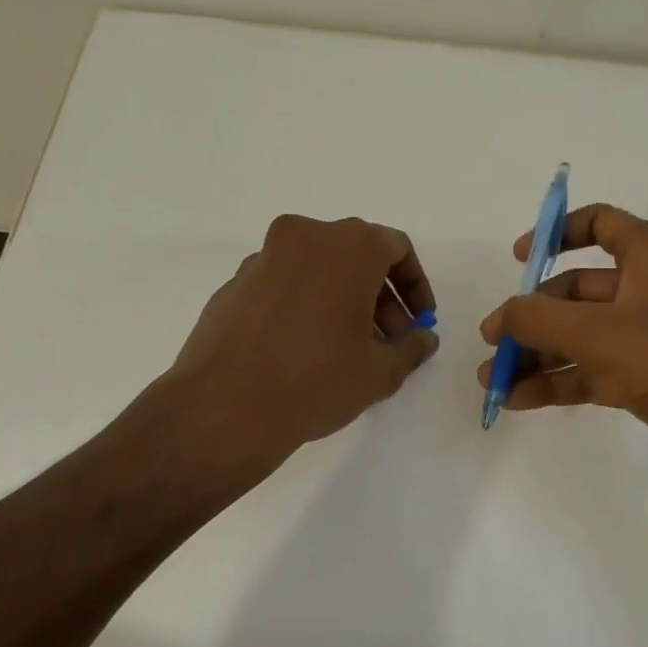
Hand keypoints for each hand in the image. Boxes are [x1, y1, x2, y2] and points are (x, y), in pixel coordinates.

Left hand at [137, 214, 439, 476]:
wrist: (224, 408)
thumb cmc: (317, 380)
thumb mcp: (380, 371)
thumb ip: (411, 348)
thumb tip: (423, 338)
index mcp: (348, 246)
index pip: (396, 248)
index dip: (415, 286)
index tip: (419, 321)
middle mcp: (305, 237)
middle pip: (356, 255)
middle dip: (380, 296)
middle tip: (388, 340)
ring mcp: (263, 257)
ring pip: (319, 267)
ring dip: (342, 299)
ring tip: (349, 348)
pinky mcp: (234, 282)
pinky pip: (285, 283)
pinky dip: (305, 304)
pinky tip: (305, 349)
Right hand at [477, 204, 647, 495]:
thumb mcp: (595, 332)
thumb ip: (537, 318)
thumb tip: (502, 317)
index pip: (600, 223)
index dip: (557, 233)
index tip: (519, 259)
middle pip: (578, 290)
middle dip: (532, 314)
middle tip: (493, 341)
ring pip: (581, 336)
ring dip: (538, 354)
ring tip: (492, 380)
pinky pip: (592, 372)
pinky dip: (558, 382)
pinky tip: (520, 402)